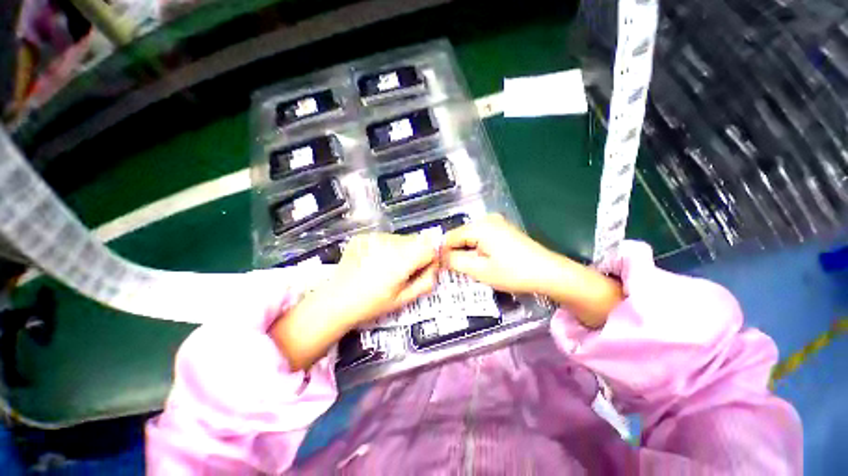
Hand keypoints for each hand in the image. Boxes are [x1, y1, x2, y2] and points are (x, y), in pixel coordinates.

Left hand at [320, 233, 439, 325]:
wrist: (336, 301)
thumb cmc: (372, 304)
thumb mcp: (404, 299)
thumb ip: (426, 281)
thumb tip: (435, 265)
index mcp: (401, 259)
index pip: (430, 247)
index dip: (430, 258)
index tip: (421, 270)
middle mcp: (389, 242)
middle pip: (416, 240)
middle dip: (416, 254)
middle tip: (402, 272)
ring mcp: (374, 236)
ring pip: (401, 239)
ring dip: (401, 250)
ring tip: (386, 267)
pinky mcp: (364, 236)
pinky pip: (384, 238)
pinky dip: (385, 248)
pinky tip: (373, 262)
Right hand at [441, 214, 559, 293]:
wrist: (549, 273)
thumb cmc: (514, 273)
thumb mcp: (480, 270)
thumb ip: (455, 262)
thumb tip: (440, 257)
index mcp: (480, 227)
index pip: (450, 237)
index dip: (443, 253)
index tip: (440, 268)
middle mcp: (487, 219)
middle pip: (460, 236)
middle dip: (455, 252)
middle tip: (454, 272)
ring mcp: (497, 223)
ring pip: (470, 237)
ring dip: (466, 252)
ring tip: (468, 269)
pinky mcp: (503, 229)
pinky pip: (481, 237)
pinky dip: (476, 249)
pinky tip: (481, 262)